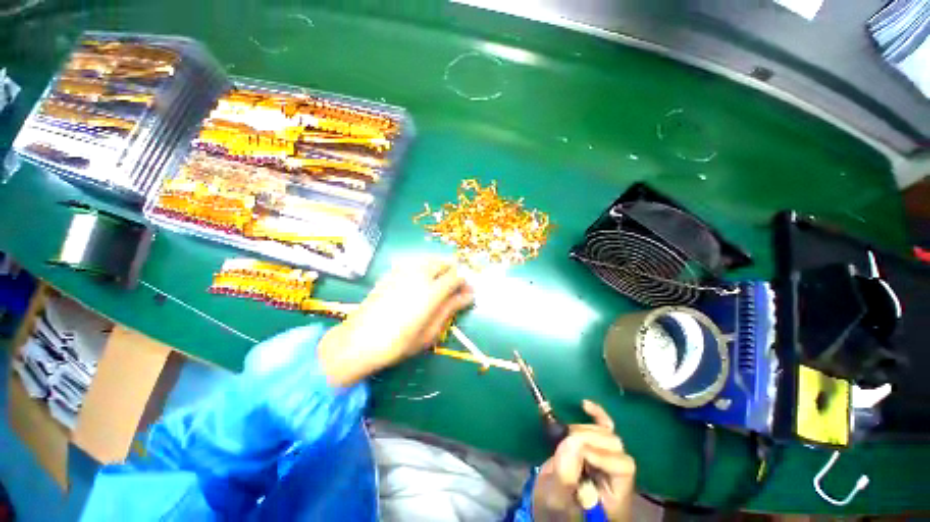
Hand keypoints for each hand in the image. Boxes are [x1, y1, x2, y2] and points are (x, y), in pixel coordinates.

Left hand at [317, 259, 472, 385]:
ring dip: (438, 268)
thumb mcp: (430, 331)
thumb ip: (450, 309)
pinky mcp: (391, 273)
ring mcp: (403, 271)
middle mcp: (419, 275)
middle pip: (443, 263)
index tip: (467, 293)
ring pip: (428, 260)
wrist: (359, 341)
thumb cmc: (399, 343)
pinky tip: (418, 283)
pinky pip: (413, 263)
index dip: (464, 283)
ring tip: (438, 284)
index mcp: (432, 291)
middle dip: (452, 272)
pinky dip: (422, 268)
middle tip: (453, 288)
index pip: (456, 277)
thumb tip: (468, 296)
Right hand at [532, 401, 635, 521]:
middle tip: (567, 442)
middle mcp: (618, 478)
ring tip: (567, 436)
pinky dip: (596, 414)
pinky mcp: (597, 448)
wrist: (548, 505)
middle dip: (590, 438)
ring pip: (609, 435)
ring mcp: (608, 460)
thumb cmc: (553, 509)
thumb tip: (572, 439)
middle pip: (617, 447)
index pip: (622, 466)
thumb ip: (566, 474)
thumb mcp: (557, 497)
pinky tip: (585, 405)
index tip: (575, 452)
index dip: (599, 453)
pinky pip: (604, 426)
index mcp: (616, 497)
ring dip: (586, 429)